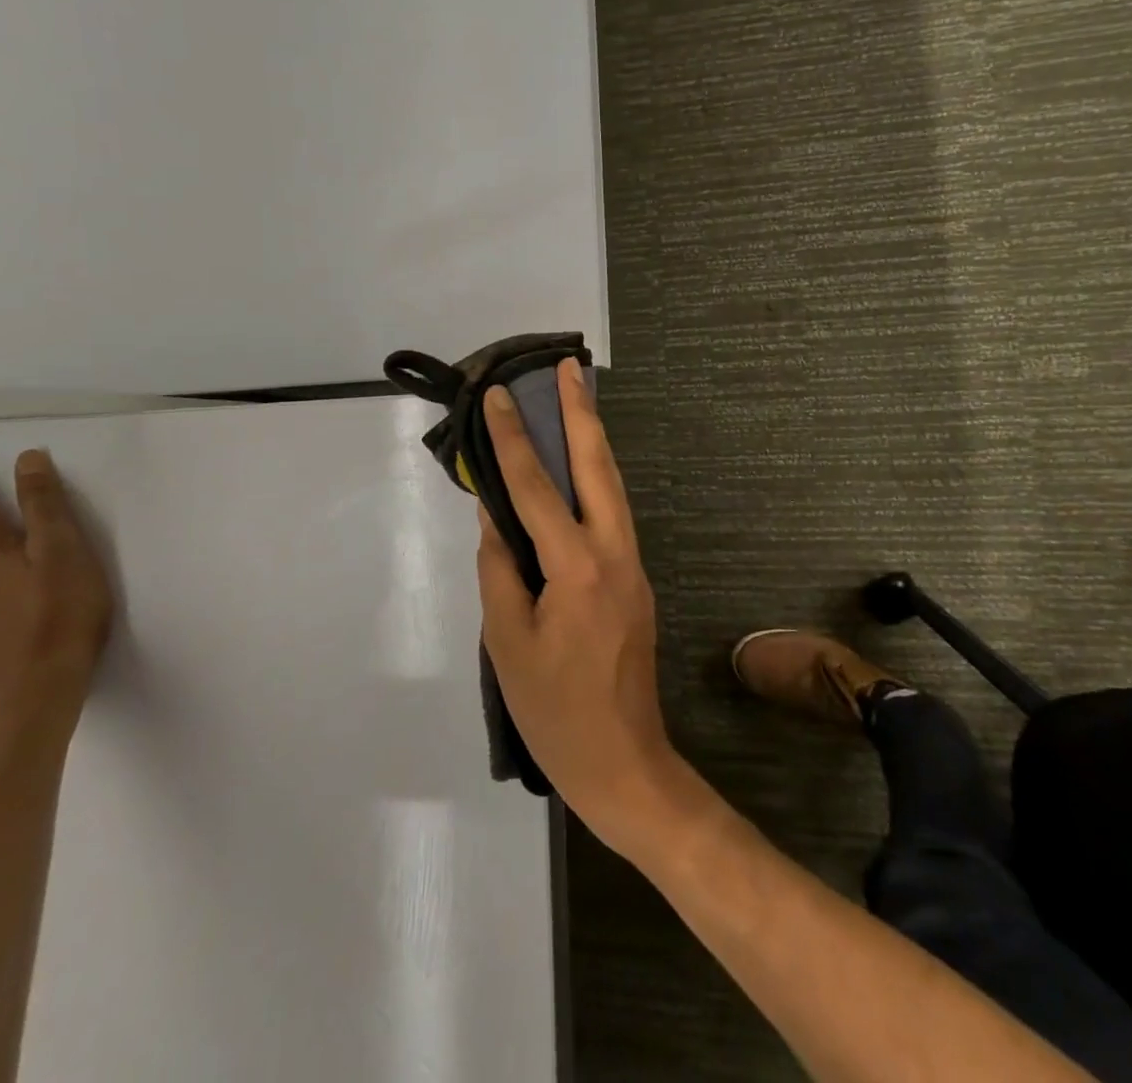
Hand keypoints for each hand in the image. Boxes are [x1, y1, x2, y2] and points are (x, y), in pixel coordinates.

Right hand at [476, 359, 680, 849]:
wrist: (623, 762)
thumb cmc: (554, 711)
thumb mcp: (507, 642)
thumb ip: (500, 570)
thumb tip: (496, 518)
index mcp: (577, 569)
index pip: (538, 490)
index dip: (514, 441)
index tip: (501, 397)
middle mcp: (614, 553)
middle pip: (598, 468)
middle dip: (582, 414)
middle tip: (568, 369)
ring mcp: (633, 565)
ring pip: (613, 487)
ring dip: (593, 440)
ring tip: (576, 399)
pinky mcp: (635, 579)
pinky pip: (612, 515)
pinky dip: (595, 479)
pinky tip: (580, 468)